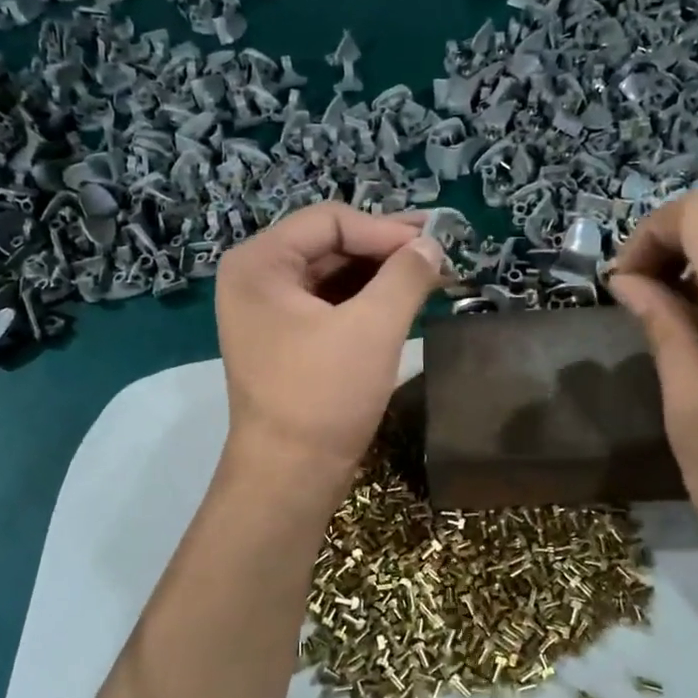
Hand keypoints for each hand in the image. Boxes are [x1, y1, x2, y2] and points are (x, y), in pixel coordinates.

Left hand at [214, 203, 447, 501]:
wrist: (291, 476)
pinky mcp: (287, 340)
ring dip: (382, 275)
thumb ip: (405, 275)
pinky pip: (331, 304)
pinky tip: (405, 303)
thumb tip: (432, 246)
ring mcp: (269, 312)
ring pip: (334, 275)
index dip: (386, 229)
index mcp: (260, 264)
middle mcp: (257, 279)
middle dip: (386, 250)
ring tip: (431, 278)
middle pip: (331, 244)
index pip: (331, 221)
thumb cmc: (324, 397)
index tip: (435, 246)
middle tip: (440, 255)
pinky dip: (368, 301)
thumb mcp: (372, 328)